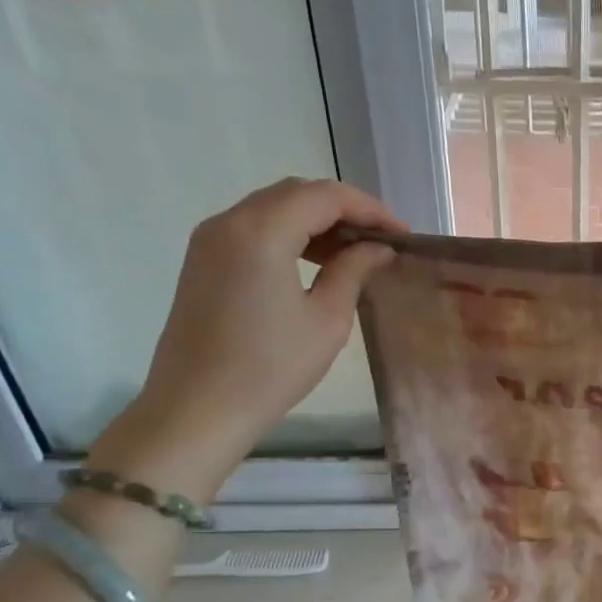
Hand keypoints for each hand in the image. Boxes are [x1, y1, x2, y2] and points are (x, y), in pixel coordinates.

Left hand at [90, 178, 404, 498]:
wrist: (199, 407)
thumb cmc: (271, 367)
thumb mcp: (327, 320)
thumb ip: (352, 271)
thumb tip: (376, 249)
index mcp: (262, 230)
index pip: (325, 196)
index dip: (370, 210)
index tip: (403, 236)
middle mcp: (230, 221)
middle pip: (296, 194)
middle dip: (344, 211)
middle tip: (381, 242)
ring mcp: (210, 240)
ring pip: (273, 209)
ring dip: (317, 223)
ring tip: (354, 255)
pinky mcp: (204, 261)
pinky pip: (254, 229)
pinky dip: (290, 236)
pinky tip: (315, 264)